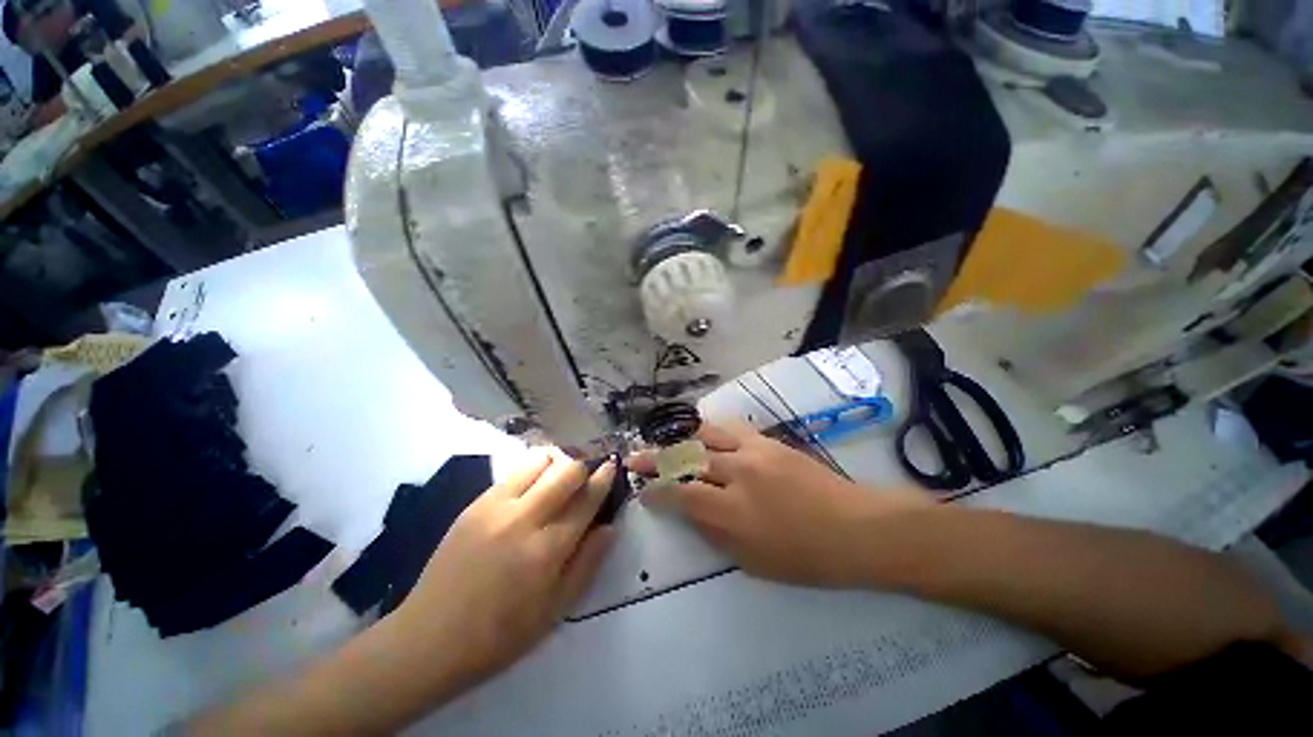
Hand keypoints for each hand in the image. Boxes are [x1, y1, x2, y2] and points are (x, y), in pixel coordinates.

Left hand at [391, 449, 615, 683]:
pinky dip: (531, 472)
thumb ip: (587, 563)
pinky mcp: (475, 504)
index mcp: (547, 550)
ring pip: (539, 462)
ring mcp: (496, 507)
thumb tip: (610, 527)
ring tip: (559, 479)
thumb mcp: (555, 610)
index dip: (603, 478)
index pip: (586, 500)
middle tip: (587, 475)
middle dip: (583, 466)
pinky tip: (531, 490)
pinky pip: (513, 473)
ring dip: (557, 464)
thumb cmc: (499, 634)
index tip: (612, 466)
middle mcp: (524, 519)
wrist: (429, 638)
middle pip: (566, 471)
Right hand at [634, 422, 927, 586]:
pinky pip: (730, 428)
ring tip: (664, 442)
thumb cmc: (806, 557)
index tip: (642, 492)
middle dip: (656, 459)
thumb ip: (715, 533)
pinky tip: (701, 434)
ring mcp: (753, 450)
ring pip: (704, 435)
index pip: (680, 493)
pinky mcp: (767, 440)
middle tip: (636, 459)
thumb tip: (690, 511)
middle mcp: (736, 472)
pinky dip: (708, 430)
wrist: (856, 527)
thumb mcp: (753, 562)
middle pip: (686, 458)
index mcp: (732, 510)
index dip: (657, 492)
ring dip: (679, 439)